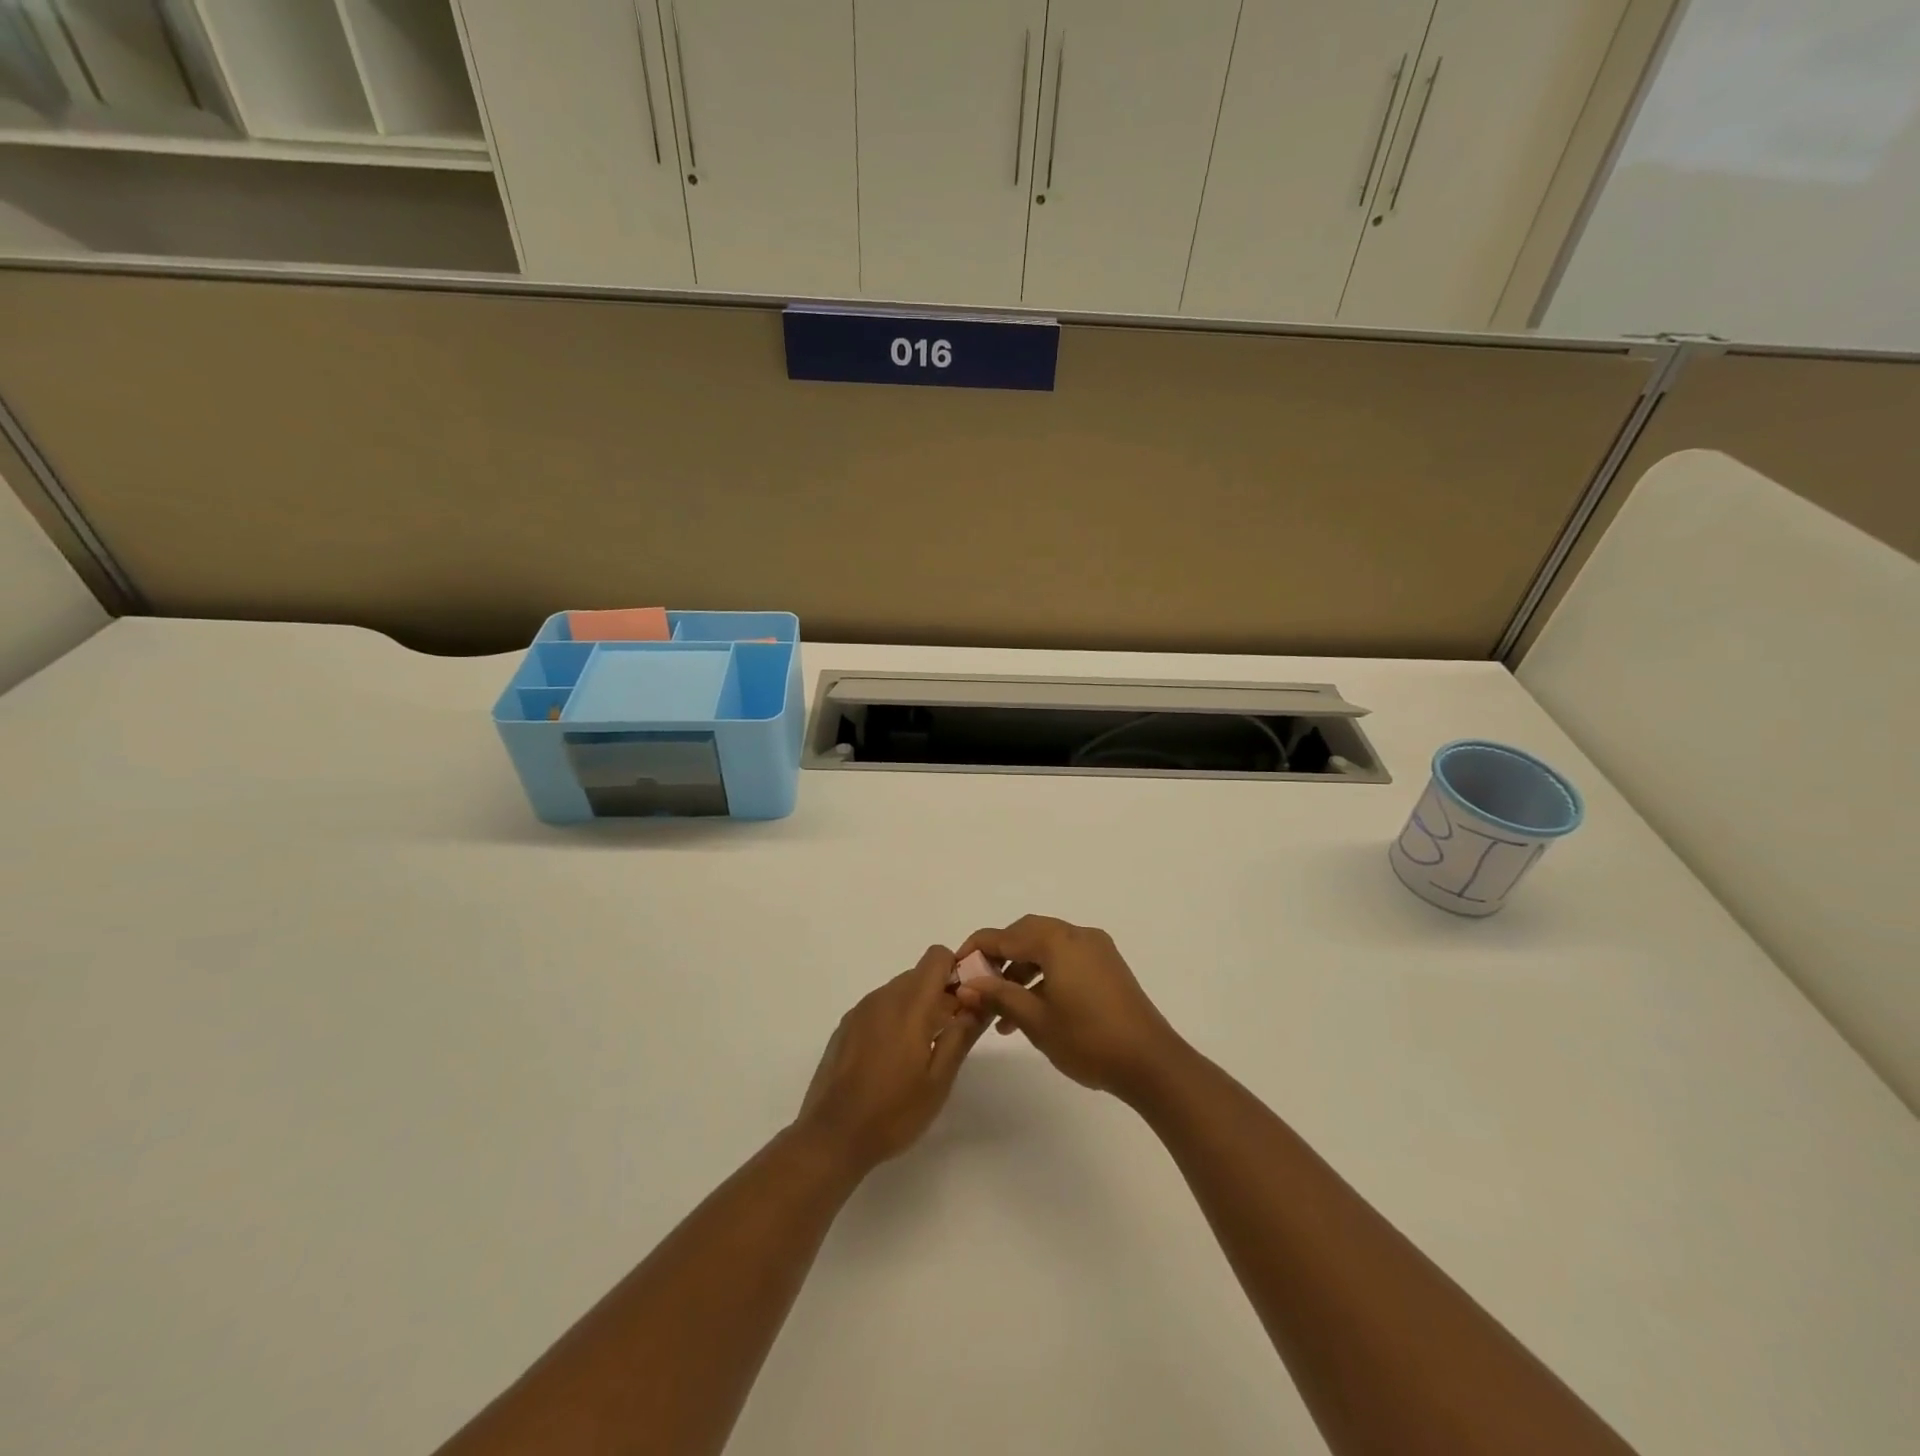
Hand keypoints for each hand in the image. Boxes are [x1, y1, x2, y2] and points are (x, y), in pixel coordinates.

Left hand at [795, 946, 985, 1173]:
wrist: (832, 1137)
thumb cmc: (893, 1111)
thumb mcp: (939, 1079)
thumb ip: (962, 1035)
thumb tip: (980, 1002)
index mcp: (909, 1004)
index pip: (936, 956)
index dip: (957, 970)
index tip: (967, 1000)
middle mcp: (882, 997)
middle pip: (919, 974)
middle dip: (940, 993)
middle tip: (952, 1032)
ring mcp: (860, 1011)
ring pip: (898, 991)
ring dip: (917, 1007)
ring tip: (923, 1050)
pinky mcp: (845, 1027)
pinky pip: (879, 1008)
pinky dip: (894, 1019)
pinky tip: (893, 1059)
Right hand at [951, 916, 1186, 1102]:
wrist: (1150, 1062)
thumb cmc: (1087, 1039)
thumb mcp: (1035, 1020)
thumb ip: (999, 995)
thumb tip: (967, 985)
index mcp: (1057, 941)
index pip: (1004, 935)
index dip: (976, 949)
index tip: (956, 968)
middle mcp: (1077, 935)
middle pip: (1027, 934)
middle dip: (1000, 957)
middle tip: (979, 984)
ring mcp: (1096, 949)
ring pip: (1047, 948)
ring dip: (1022, 971)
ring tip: (1003, 1013)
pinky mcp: (1108, 966)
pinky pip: (1066, 959)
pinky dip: (1045, 976)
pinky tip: (1034, 1010)